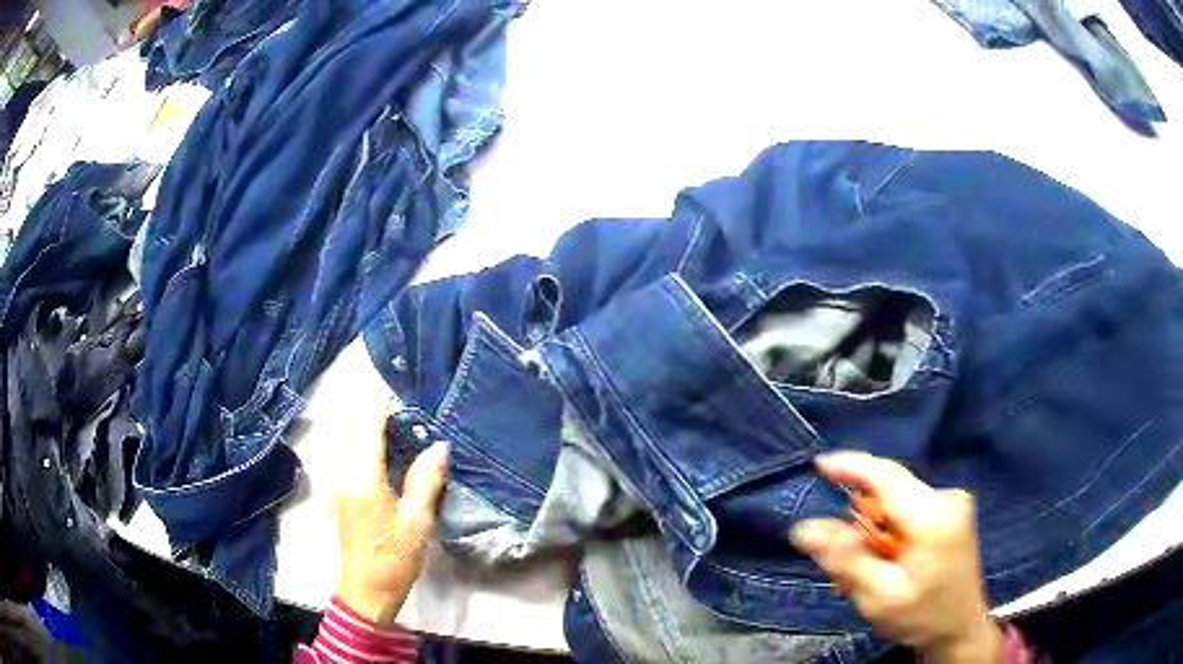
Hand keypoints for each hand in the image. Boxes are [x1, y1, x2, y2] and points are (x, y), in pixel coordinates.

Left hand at [333, 410, 448, 626]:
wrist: (365, 590)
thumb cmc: (394, 557)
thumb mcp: (417, 522)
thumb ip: (426, 480)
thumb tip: (439, 445)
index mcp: (362, 477)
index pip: (366, 425)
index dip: (382, 405)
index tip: (403, 396)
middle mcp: (341, 472)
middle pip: (347, 424)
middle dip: (367, 408)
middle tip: (397, 406)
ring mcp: (334, 482)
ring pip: (340, 436)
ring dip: (360, 422)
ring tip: (388, 422)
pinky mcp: (336, 492)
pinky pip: (340, 451)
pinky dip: (354, 439)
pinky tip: (374, 448)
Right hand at [790, 452, 1001, 662]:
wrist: (961, 630)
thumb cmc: (922, 617)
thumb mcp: (879, 597)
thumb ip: (845, 560)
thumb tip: (804, 528)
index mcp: (933, 516)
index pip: (886, 476)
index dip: (850, 466)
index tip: (818, 465)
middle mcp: (946, 498)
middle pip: (888, 495)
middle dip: (859, 526)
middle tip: (841, 569)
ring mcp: (952, 504)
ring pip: (894, 507)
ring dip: (872, 536)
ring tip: (864, 577)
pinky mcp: (951, 513)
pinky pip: (907, 514)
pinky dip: (888, 537)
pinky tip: (884, 566)